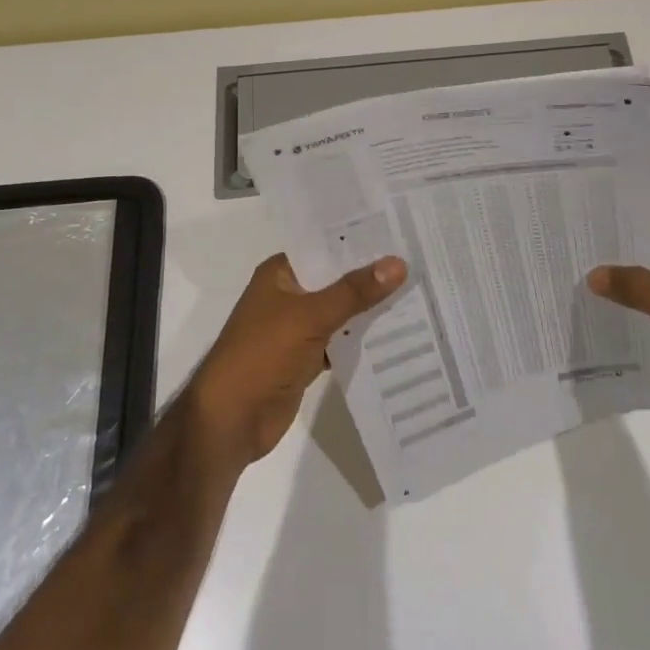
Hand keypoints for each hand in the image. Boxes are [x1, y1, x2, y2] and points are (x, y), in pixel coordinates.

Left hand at [188, 253, 406, 467]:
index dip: (358, 239)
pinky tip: (398, 332)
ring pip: (341, 311)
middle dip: (371, 274)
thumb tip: (398, 263)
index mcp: (280, 274)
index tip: (399, 230)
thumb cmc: (262, 355)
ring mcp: (296, 328)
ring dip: (370, 307)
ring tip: (418, 290)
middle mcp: (288, 295)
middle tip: (418, 259)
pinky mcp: (305, 358)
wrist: (231, 420)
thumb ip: (354, 291)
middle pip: (335, 278)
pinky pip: (340, 340)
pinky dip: (362, 339)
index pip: (323, 245)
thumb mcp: (310, 316)